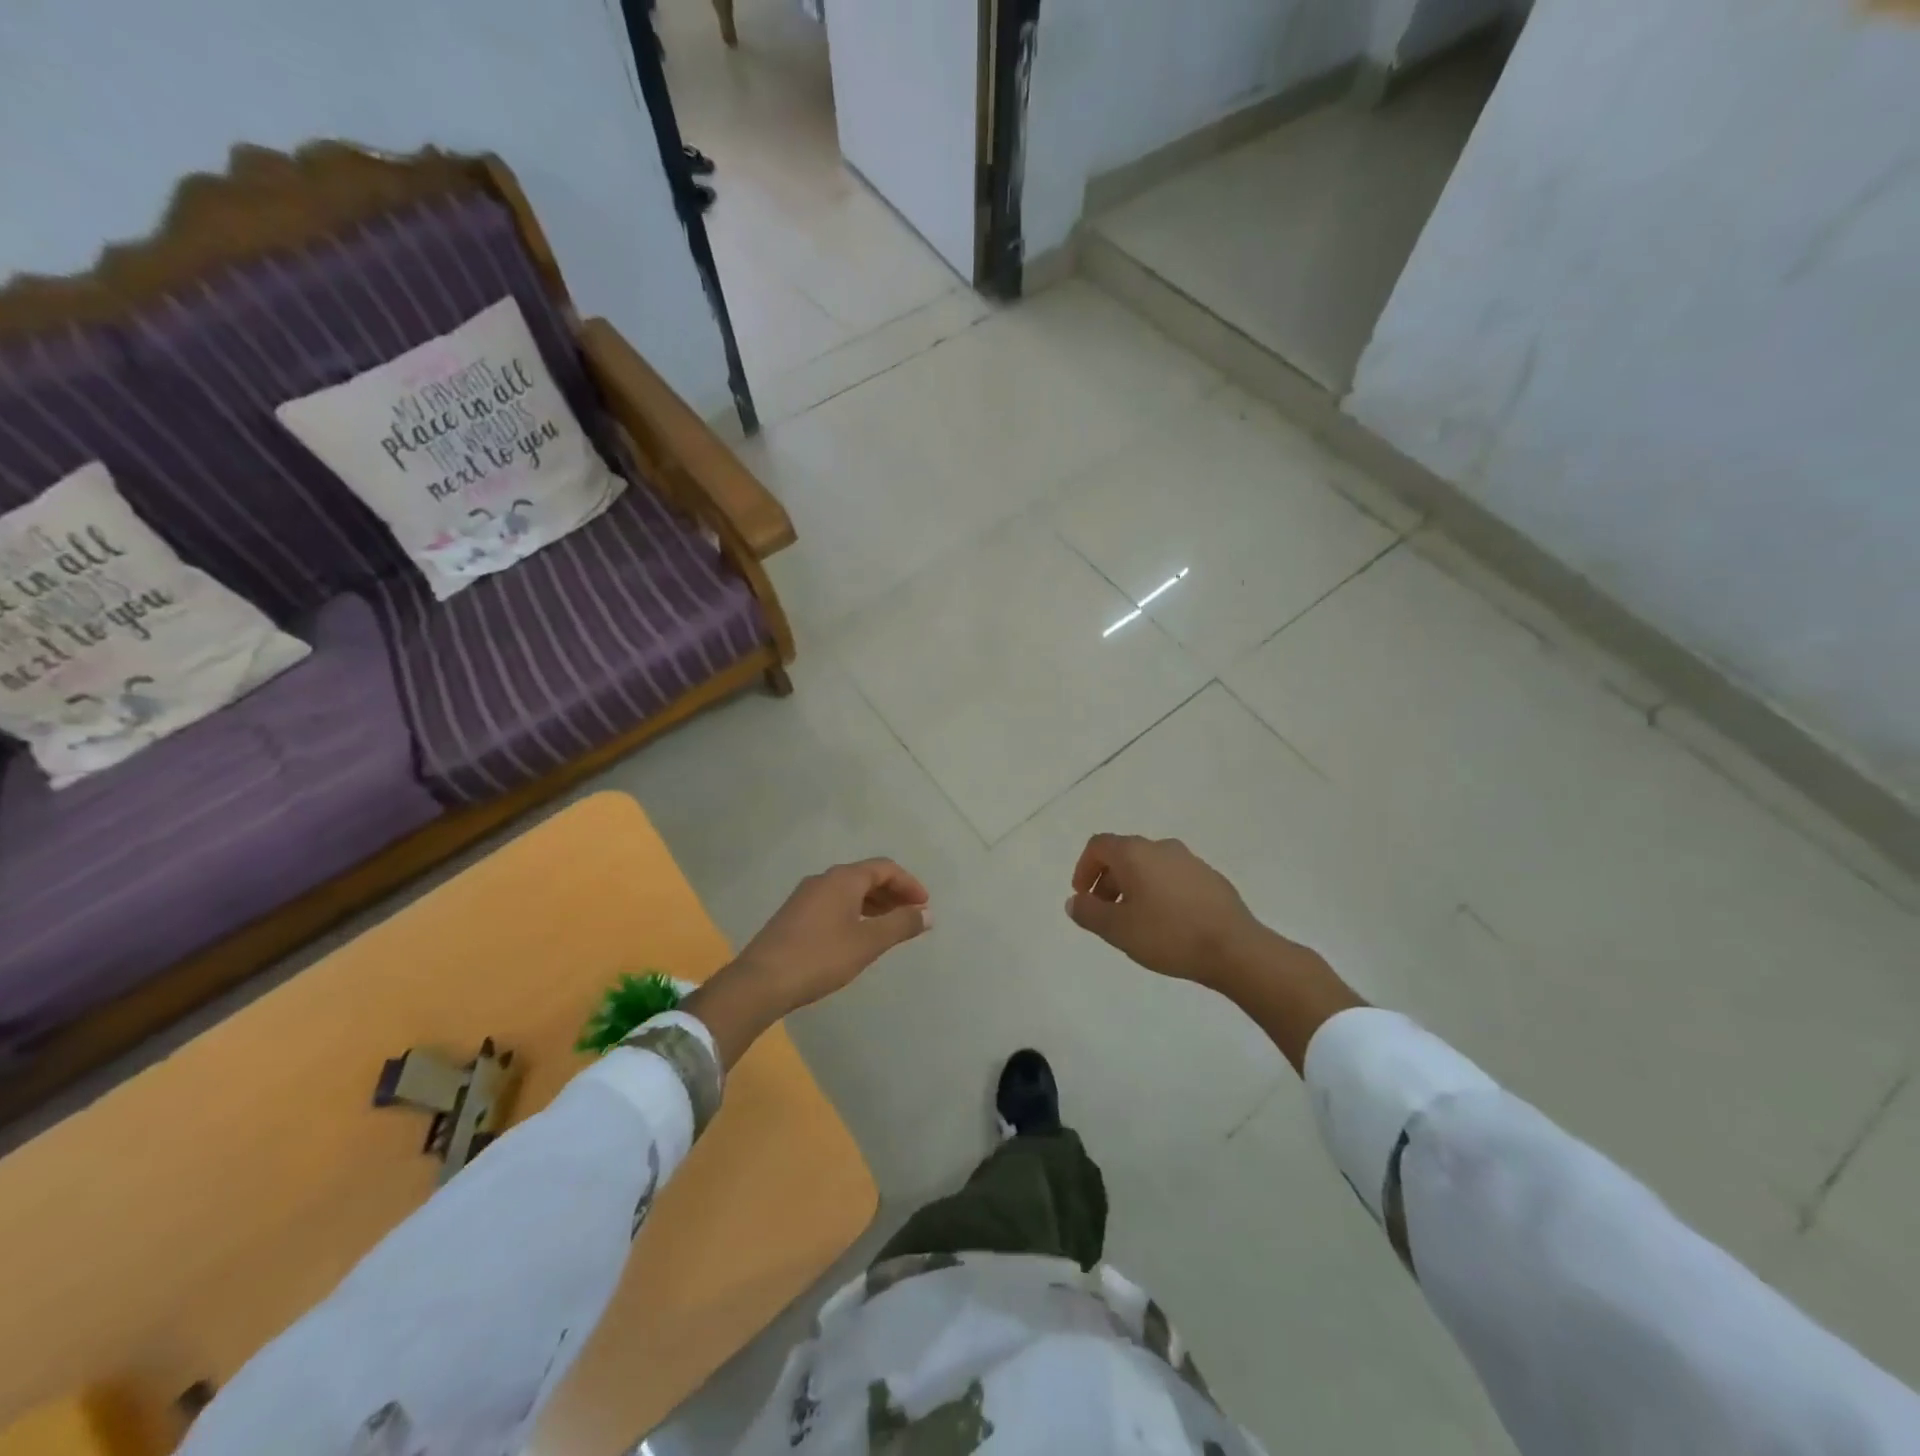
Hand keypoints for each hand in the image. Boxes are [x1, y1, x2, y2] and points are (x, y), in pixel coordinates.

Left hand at [734, 858, 931, 1014]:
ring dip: (874, 904)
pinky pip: (834, 903)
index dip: (909, 884)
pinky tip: (858, 935)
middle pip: (866, 876)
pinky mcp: (794, 915)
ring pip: (849, 891)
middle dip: (893, 893)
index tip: (925, 905)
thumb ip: (900, 925)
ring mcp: (805, 896)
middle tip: (912, 916)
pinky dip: (855, 912)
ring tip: (890, 926)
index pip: (885, 868)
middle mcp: (824, 879)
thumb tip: (927, 913)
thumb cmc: (820, 957)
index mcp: (843, 879)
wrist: (761, 981)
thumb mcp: (868, 943)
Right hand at [1065, 834, 1267, 990]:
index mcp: (1134, 853)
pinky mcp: (1210, 878)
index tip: (1082, 896)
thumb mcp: (1117, 929)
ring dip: (1134, 887)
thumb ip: (1089, 913)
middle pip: (1124, 855)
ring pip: (1150, 866)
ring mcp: (1190, 860)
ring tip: (1135, 921)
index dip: (1084, 868)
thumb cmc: (1167, 934)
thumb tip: (1075, 901)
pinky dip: (1159, 892)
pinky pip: (1173, 878)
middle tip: (1105, 913)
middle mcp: (1161, 847)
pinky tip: (1167, 923)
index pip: (1098, 845)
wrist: (1234, 948)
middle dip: (1108, 881)